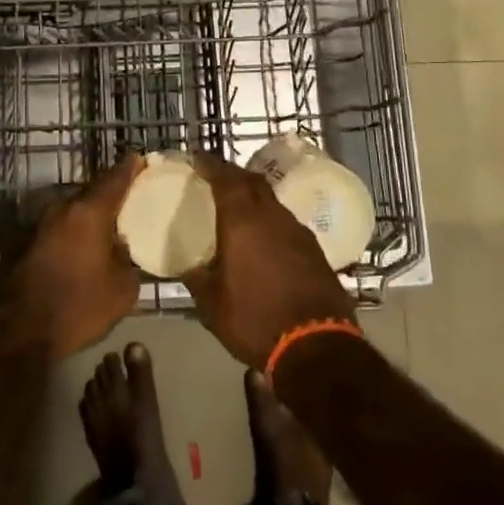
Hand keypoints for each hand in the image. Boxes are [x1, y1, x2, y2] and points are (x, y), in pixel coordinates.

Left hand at [12, 153, 144, 358]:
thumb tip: (123, 248)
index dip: (131, 168)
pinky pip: (64, 226)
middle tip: (133, 198)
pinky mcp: (30, 241)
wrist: (18, 330)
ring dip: (93, 214)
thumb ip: (128, 260)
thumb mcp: (121, 290)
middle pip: (94, 191)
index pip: (115, 178)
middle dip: (113, 192)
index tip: (142, 160)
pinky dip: (78, 230)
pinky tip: (90, 246)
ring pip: (76, 209)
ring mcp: (43, 223)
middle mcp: (64, 208)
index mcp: (89, 211)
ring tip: (114, 225)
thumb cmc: (77, 306)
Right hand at [183, 153, 355, 369]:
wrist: (316, 346)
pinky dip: (271, 221)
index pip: (225, 178)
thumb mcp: (212, 305)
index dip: (211, 164)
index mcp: (243, 221)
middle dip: (234, 175)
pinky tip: (265, 239)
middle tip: (217, 179)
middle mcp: (273, 217)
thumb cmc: (255, 320)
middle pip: (253, 182)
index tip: (198, 158)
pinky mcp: (315, 251)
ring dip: (255, 198)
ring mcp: (298, 232)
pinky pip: (287, 223)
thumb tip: (186, 267)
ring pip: (273, 202)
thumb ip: (197, 279)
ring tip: (239, 209)